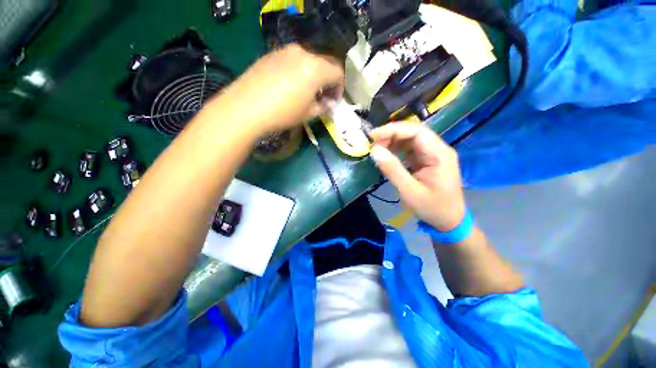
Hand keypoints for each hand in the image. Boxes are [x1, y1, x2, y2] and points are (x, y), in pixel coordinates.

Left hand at [226, 44, 344, 132]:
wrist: (246, 107)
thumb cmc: (283, 113)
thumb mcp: (308, 114)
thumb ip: (323, 107)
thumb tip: (330, 105)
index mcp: (316, 68)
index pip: (338, 72)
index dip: (340, 87)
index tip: (334, 100)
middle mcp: (303, 53)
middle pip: (324, 64)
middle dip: (327, 81)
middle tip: (323, 97)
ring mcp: (285, 51)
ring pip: (308, 61)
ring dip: (313, 75)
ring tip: (307, 92)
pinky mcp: (272, 54)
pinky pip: (293, 60)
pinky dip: (299, 71)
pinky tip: (290, 86)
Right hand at [370, 122, 465, 230]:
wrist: (448, 220)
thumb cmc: (432, 208)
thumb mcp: (410, 191)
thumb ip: (392, 170)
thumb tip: (374, 151)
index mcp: (439, 154)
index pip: (417, 132)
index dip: (394, 130)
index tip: (374, 136)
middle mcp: (438, 149)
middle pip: (413, 132)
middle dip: (391, 135)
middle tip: (372, 143)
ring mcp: (432, 154)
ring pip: (410, 139)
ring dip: (392, 141)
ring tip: (376, 148)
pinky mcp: (425, 160)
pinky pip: (409, 149)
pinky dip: (395, 150)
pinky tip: (385, 154)